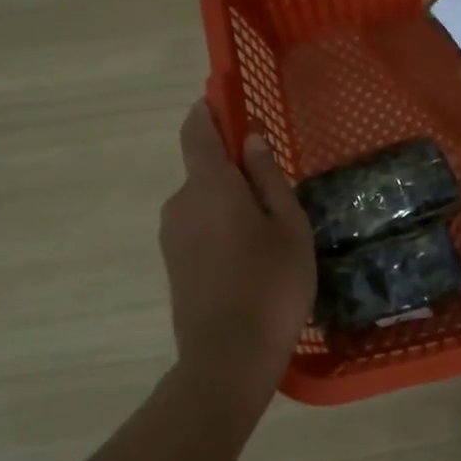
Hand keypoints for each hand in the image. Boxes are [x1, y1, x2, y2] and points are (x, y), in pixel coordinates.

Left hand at [159, 102, 315, 382]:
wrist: (228, 358)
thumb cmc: (271, 285)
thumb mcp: (288, 226)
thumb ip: (268, 178)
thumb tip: (251, 140)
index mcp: (210, 186)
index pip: (197, 131)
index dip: (209, 111)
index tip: (226, 102)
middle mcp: (180, 203)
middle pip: (204, 170)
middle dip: (235, 171)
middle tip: (278, 198)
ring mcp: (172, 236)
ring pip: (204, 203)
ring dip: (231, 205)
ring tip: (270, 238)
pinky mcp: (173, 264)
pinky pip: (198, 228)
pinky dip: (222, 229)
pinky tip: (250, 261)